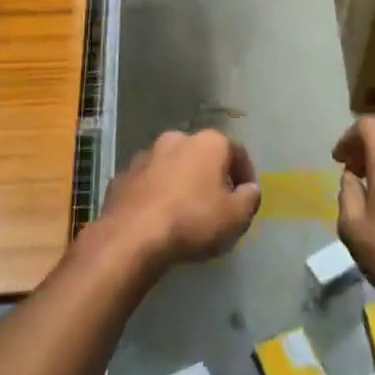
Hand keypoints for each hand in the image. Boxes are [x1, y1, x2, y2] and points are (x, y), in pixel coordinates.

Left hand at [100, 129, 260, 271]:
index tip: (245, 198)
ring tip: (184, 212)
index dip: (245, 174)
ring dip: (181, 182)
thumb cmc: (193, 221)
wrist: (133, 235)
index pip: (237, 151)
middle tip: (216, 203)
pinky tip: (158, 217)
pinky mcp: (124, 175)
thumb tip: (249, 189)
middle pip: (202, 155)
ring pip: (173, 165)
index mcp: (209, 142)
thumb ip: (249, 199)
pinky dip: (157, 193)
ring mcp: (147, 155)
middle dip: (210, 175)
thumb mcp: (236, 217)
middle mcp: (178, 138)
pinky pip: (149, 182)